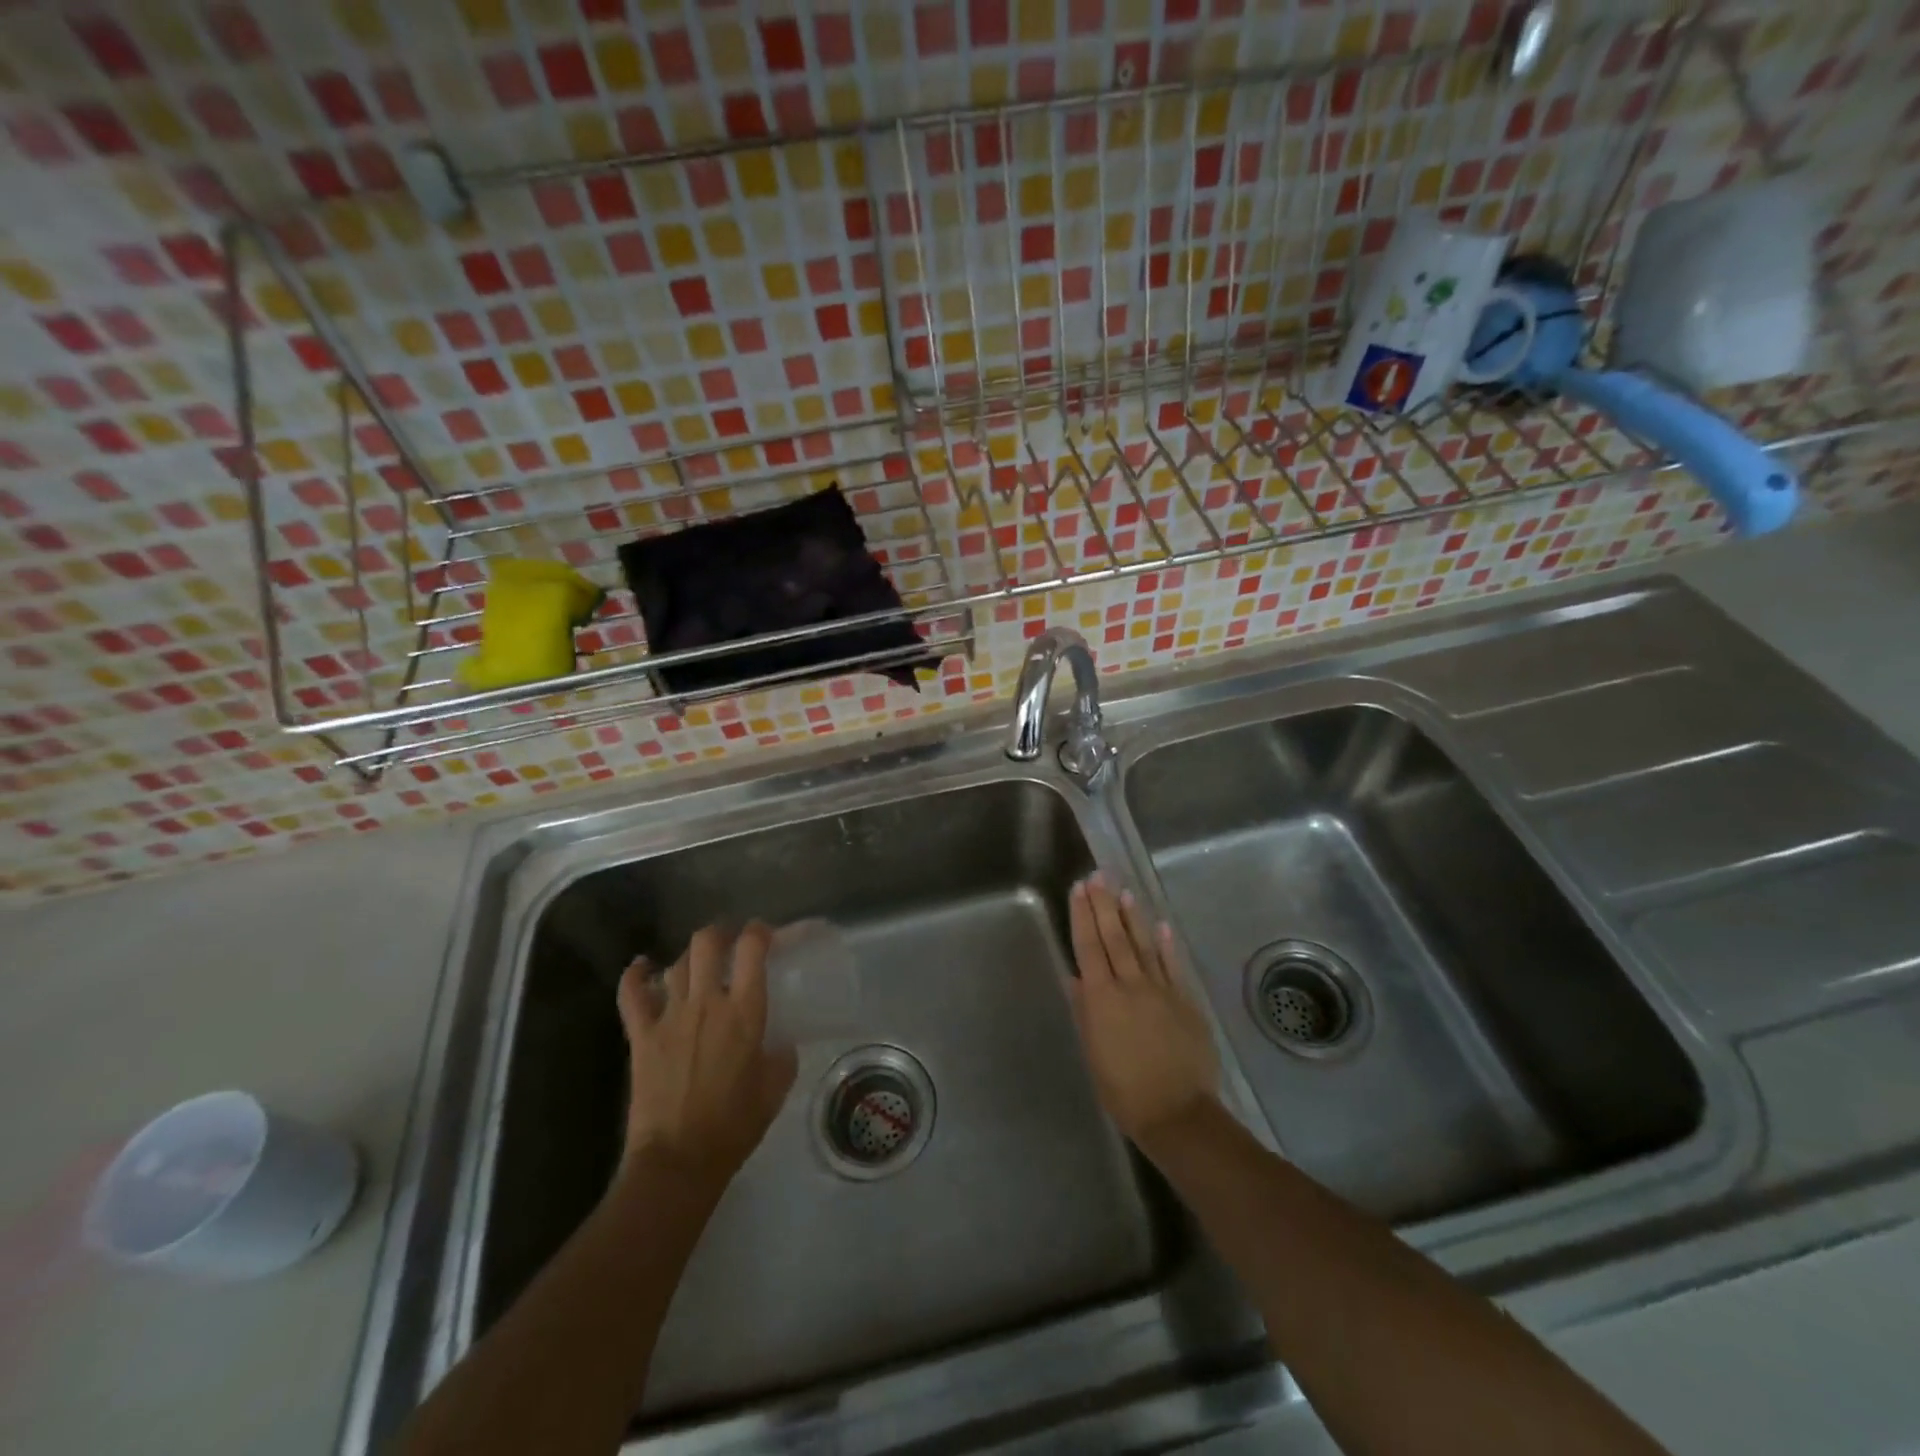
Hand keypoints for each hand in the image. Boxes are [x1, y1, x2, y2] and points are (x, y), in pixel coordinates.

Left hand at [615, 923, 797, 1190]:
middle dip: (720, 933)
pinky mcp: (641, 1036)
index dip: (759, 932)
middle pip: (708, 943)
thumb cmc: (734, 1126)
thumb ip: (781, 1058)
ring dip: (689, 957)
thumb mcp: (774, 1090)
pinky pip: (632, 995)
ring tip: (698, 962)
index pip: (752, 950)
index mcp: (745, 1012)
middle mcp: (707, 1002)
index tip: (765, 934)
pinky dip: (635, 975)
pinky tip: (642, 966)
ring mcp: (670, 1016)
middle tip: (729, 942)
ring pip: (677, 964)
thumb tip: (780, 1044)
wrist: (678, 1159)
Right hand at [1067, 876, 1218, 1149]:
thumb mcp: (1093, 1054)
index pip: (1088, 947)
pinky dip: (1166, 945)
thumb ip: (1085, 1012)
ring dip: (1133, 916)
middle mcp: (1130, 985)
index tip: (1079, 888)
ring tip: (1125, 890)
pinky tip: (1161, 925)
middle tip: (1098, 876)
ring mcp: (1161, 990)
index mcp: (1101, 998)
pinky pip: (1173, 966)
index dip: (1082, 916)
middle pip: (1114, 937)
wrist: (1177, 1112)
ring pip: (1143, 944)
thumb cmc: (1124, 1090)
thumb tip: (1075, 978)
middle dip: (1104, 904)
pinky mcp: (1185, 1001)